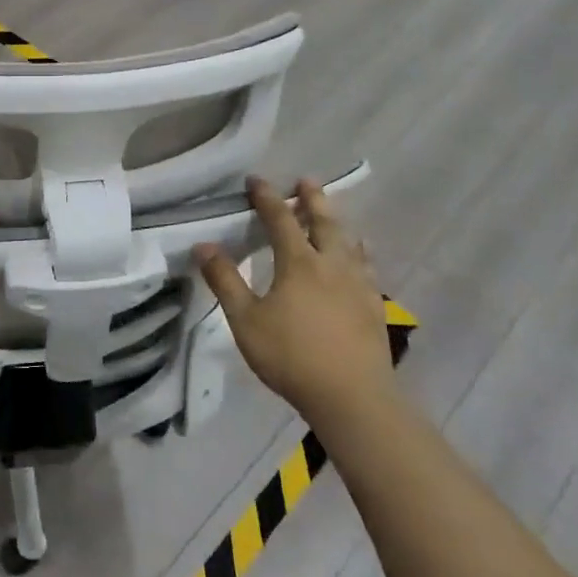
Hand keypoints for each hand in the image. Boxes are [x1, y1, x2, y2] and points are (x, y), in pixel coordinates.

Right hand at [195, 178, 392, 420]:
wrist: (352, 396)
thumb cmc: (291, 356)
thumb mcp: (245, 320)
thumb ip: (225, 281)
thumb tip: (203, 245)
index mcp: (299, 263)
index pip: (280, 219)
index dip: (266, 197)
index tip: (256, 180)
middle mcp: (332, 265)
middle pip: (324, 223)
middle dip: (312, 199)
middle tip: (306, 180)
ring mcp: (358, 285)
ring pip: (350, 243)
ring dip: (338, 223)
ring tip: (334, 214)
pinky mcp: (374, 307)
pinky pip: (367, 267)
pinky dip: (360, 253)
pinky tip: (361, 260)